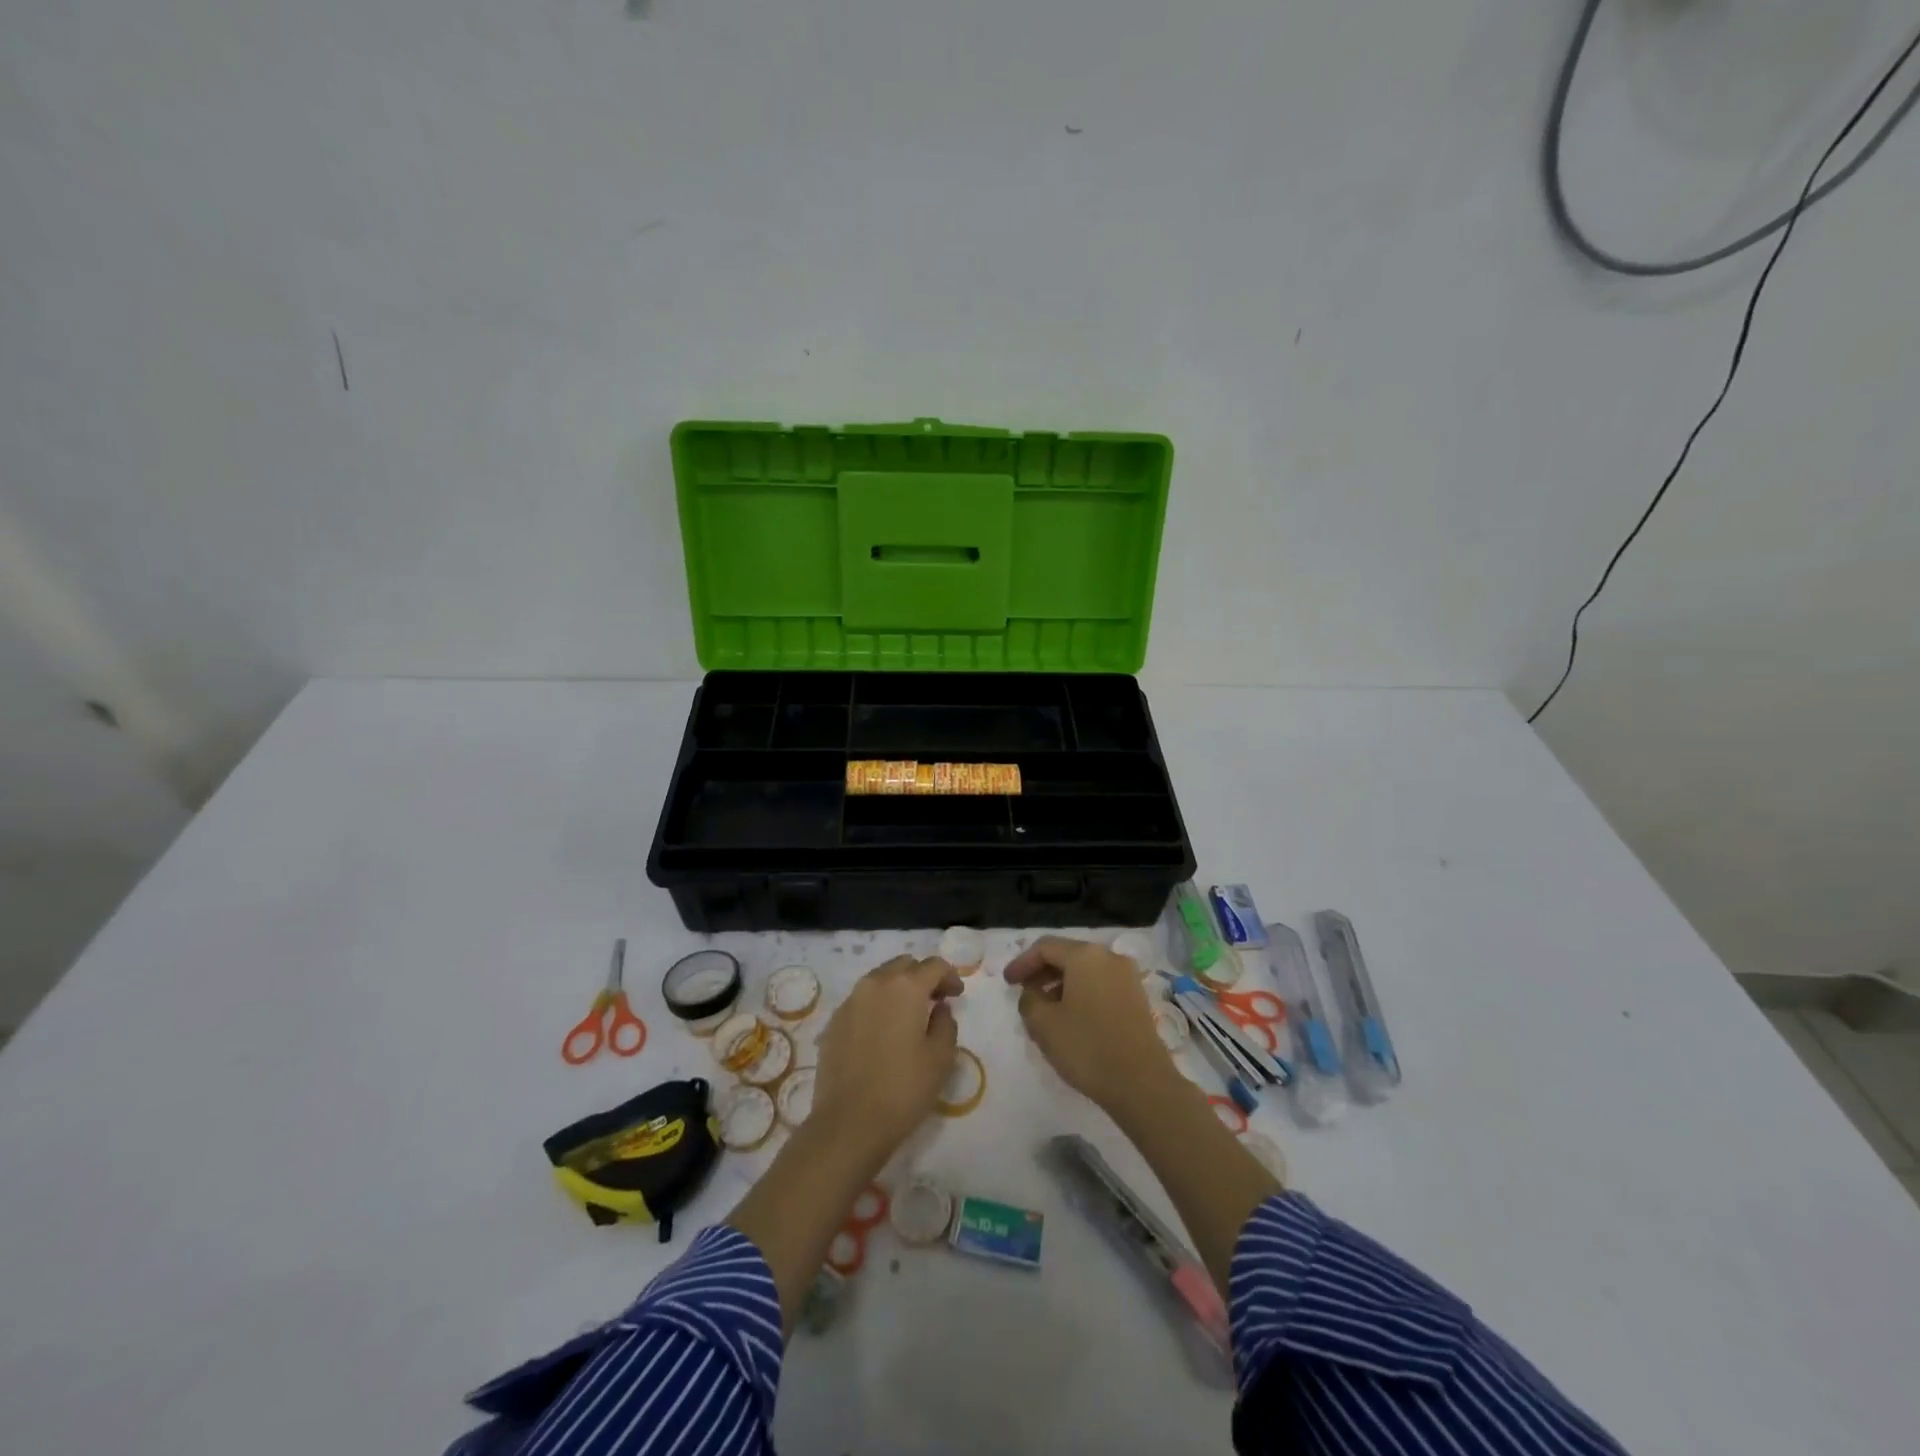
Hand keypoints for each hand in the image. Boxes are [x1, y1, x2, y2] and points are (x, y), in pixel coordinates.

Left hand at [811, 955, 962, 1166]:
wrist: (849, 1123)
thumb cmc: (904, 1089)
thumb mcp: (941, 1058)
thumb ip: (946, 1023)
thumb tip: (938, 1008)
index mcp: (905, 987)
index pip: (934, 965)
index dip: (950, 976)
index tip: (956, 995)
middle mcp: (875, 983)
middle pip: (904, 965)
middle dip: (922, 977)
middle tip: (935, 1001)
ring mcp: (851, 1001)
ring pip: (880, 979)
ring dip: (898, 988)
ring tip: (909, 1016)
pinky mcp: (834, 1021)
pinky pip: (862, 1000)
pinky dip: (878, 1005)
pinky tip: (883, 1032)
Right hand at [1004, 936, 1173, 1111]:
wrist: (1142, 1084)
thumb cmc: (1087, 1047)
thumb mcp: (1043, 1024)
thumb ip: (1029, 1000)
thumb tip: (1033, 993)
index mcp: (1085, 956)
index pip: (1045, 947)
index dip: (1022, 963)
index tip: (1007, 983)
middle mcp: (1109, 957)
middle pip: (1067, 955)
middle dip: (1042, 972)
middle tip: (1023, 992)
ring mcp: (1127, 977)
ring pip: (1085, 971)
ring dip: (1061, 983)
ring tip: (1045, 1009)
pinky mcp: (1137, 998)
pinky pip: (1101, 985)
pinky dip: (1081, 993)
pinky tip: (1071, 1017)